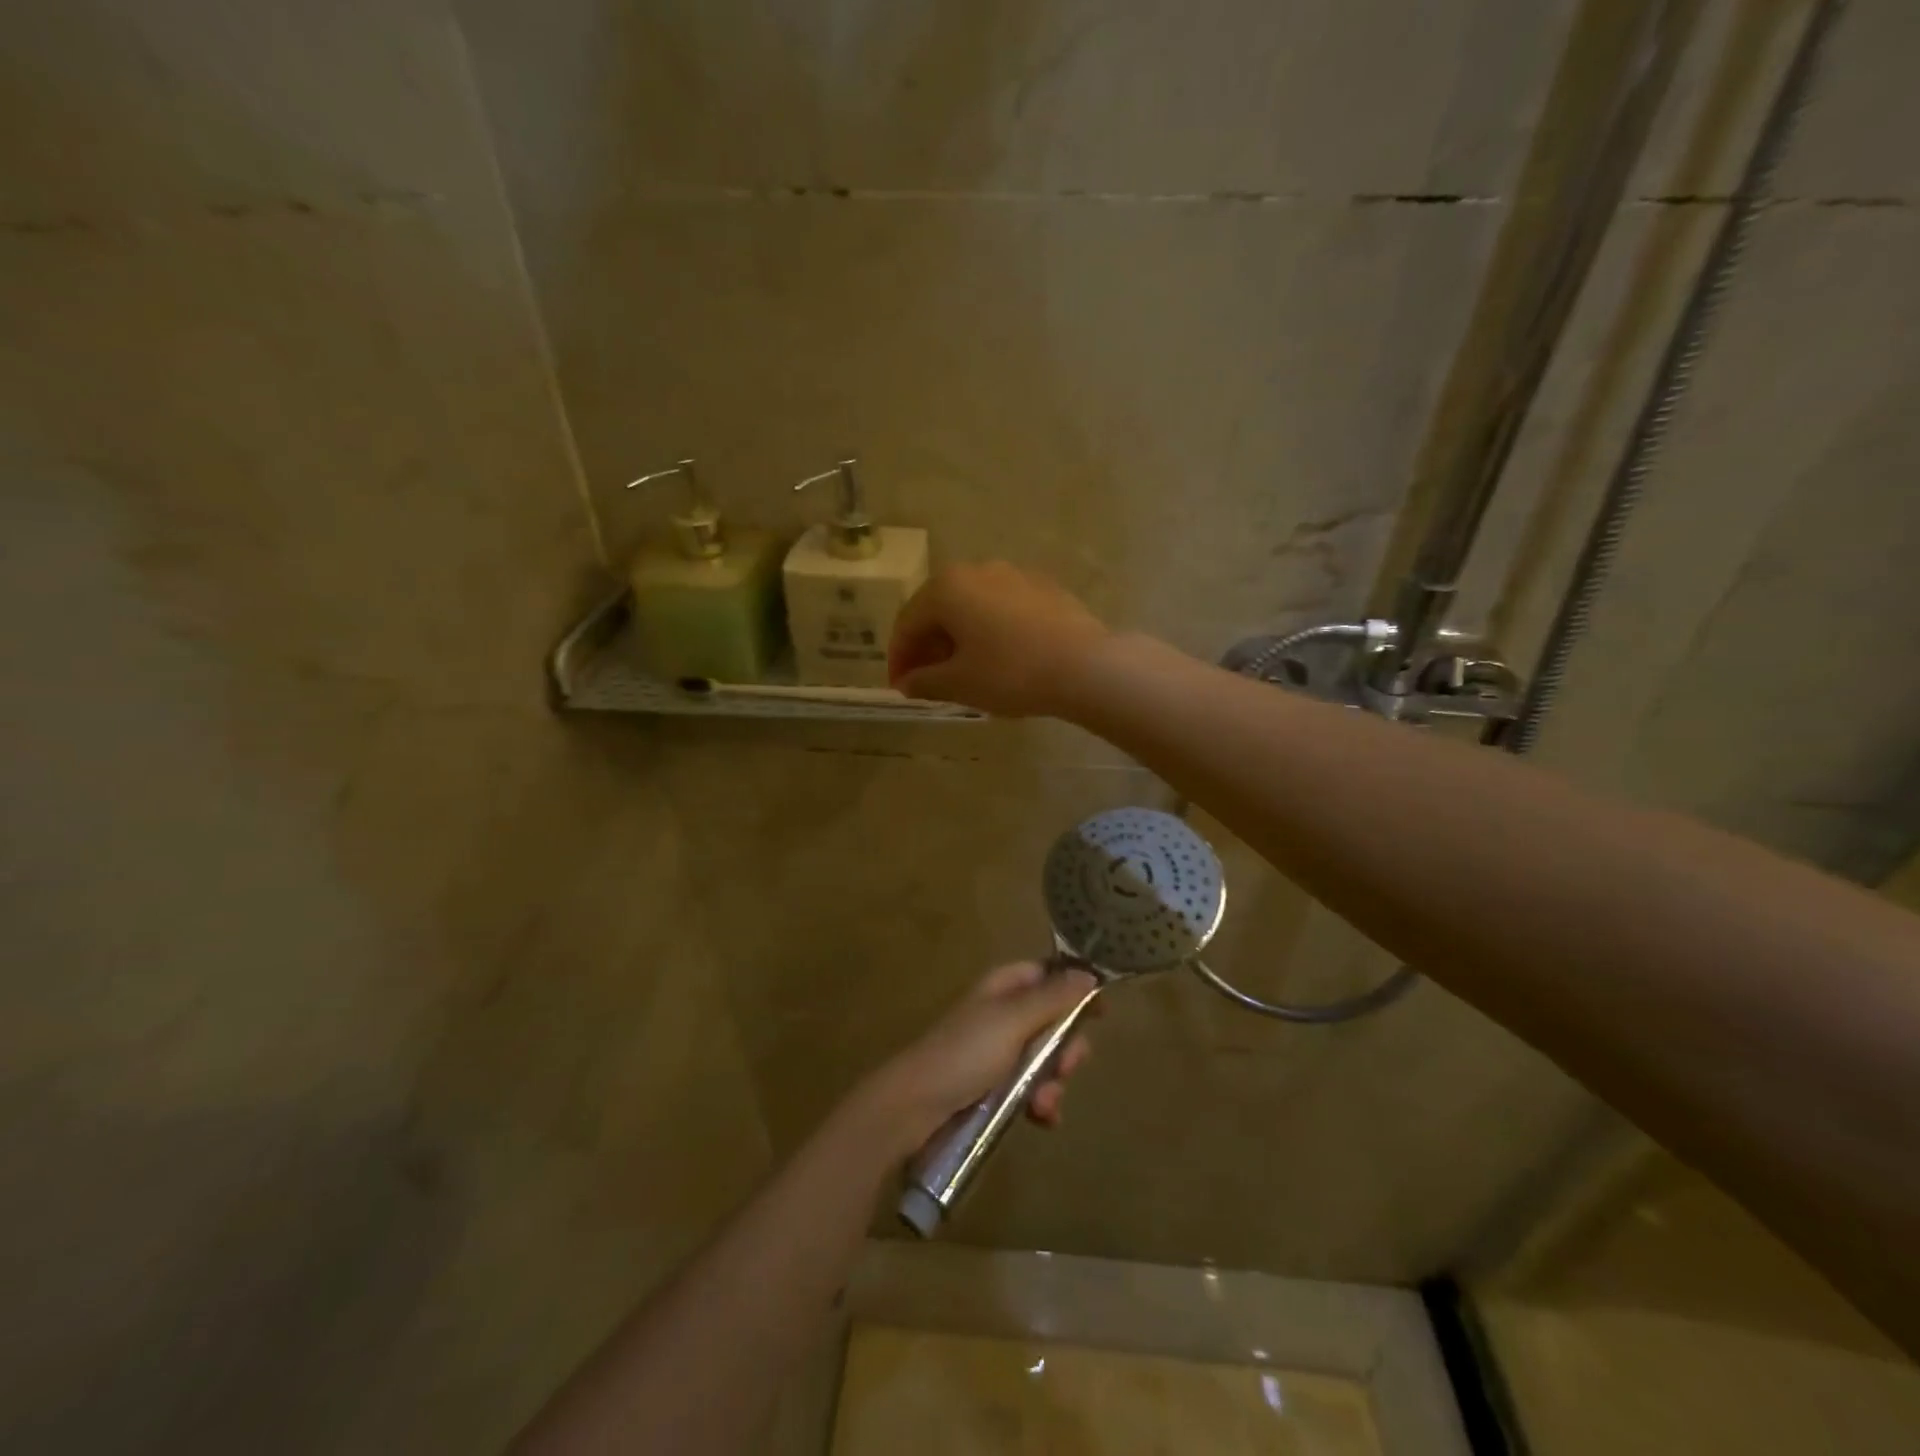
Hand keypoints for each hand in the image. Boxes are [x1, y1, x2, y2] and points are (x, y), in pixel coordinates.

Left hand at [859, 962, 1097, 1154]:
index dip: (1075, 990)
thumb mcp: (1012, 1020)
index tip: (1102, 1012)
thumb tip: (1089, 973)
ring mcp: (998, 1052)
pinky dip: (1040, 1103)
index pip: (1048, 975)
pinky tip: (1040, 1118)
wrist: (914, 1107)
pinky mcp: (994, 1087)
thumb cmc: (965, 1053)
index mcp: (1003, 987)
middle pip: (1053, 1021)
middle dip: (1066, 1047)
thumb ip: (1052, 997)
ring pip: (1046, 1060)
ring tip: (1044, 1103)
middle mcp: (1003, 1014)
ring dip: (1053, 1082)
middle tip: (1065, 1066)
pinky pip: (1031, 1090)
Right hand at [888, 562, 1110, 717]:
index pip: (908, 623)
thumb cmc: (1010, 672)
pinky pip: (1001, 608)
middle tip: (926, 680)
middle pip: (939, 609)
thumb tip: (907, 682)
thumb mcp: (959, 683)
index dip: (899, 658)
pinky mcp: (1043, 587)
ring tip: (962, 671)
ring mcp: (1014, 574)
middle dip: (928, 646)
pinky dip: (989, 630)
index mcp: (947, 587)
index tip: (900, 687)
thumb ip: (924, 681)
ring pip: (972, 607)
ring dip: (959, 637)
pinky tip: (998, 657)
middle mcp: (977, 569)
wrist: (1085, 665)